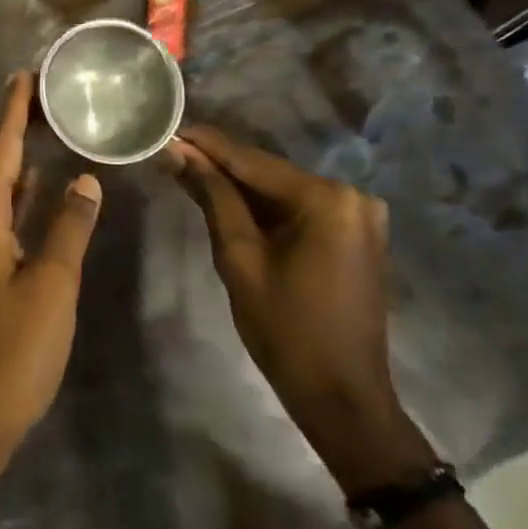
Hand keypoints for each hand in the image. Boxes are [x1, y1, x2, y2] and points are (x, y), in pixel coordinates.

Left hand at [0, 73, 102, 461]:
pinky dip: (20, 201)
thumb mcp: (52, 286)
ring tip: (46, 133)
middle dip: (18, 131)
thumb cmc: (12, 351)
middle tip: (46, 98)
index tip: (24, 76)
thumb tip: (84, 178)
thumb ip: (68, 228)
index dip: (14, 113)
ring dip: (19, 165)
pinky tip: (38, 193)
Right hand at [166, 125, 433, 492]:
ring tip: (188, 173)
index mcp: (326, 199)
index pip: (252, 161)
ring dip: (238, 187)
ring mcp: (358, 216)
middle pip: (269, 173)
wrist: (343, 398)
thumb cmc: (285, 331)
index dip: (207, 145)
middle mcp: (351, 195)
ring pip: (282, 191)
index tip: (169, 130)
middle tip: (171, 155)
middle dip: (219, 166)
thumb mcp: (239, 259)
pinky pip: (299, 210)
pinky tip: (226, 201)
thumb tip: (178, 153)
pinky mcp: (354, 235)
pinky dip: (263, 208)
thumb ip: (212, 198)